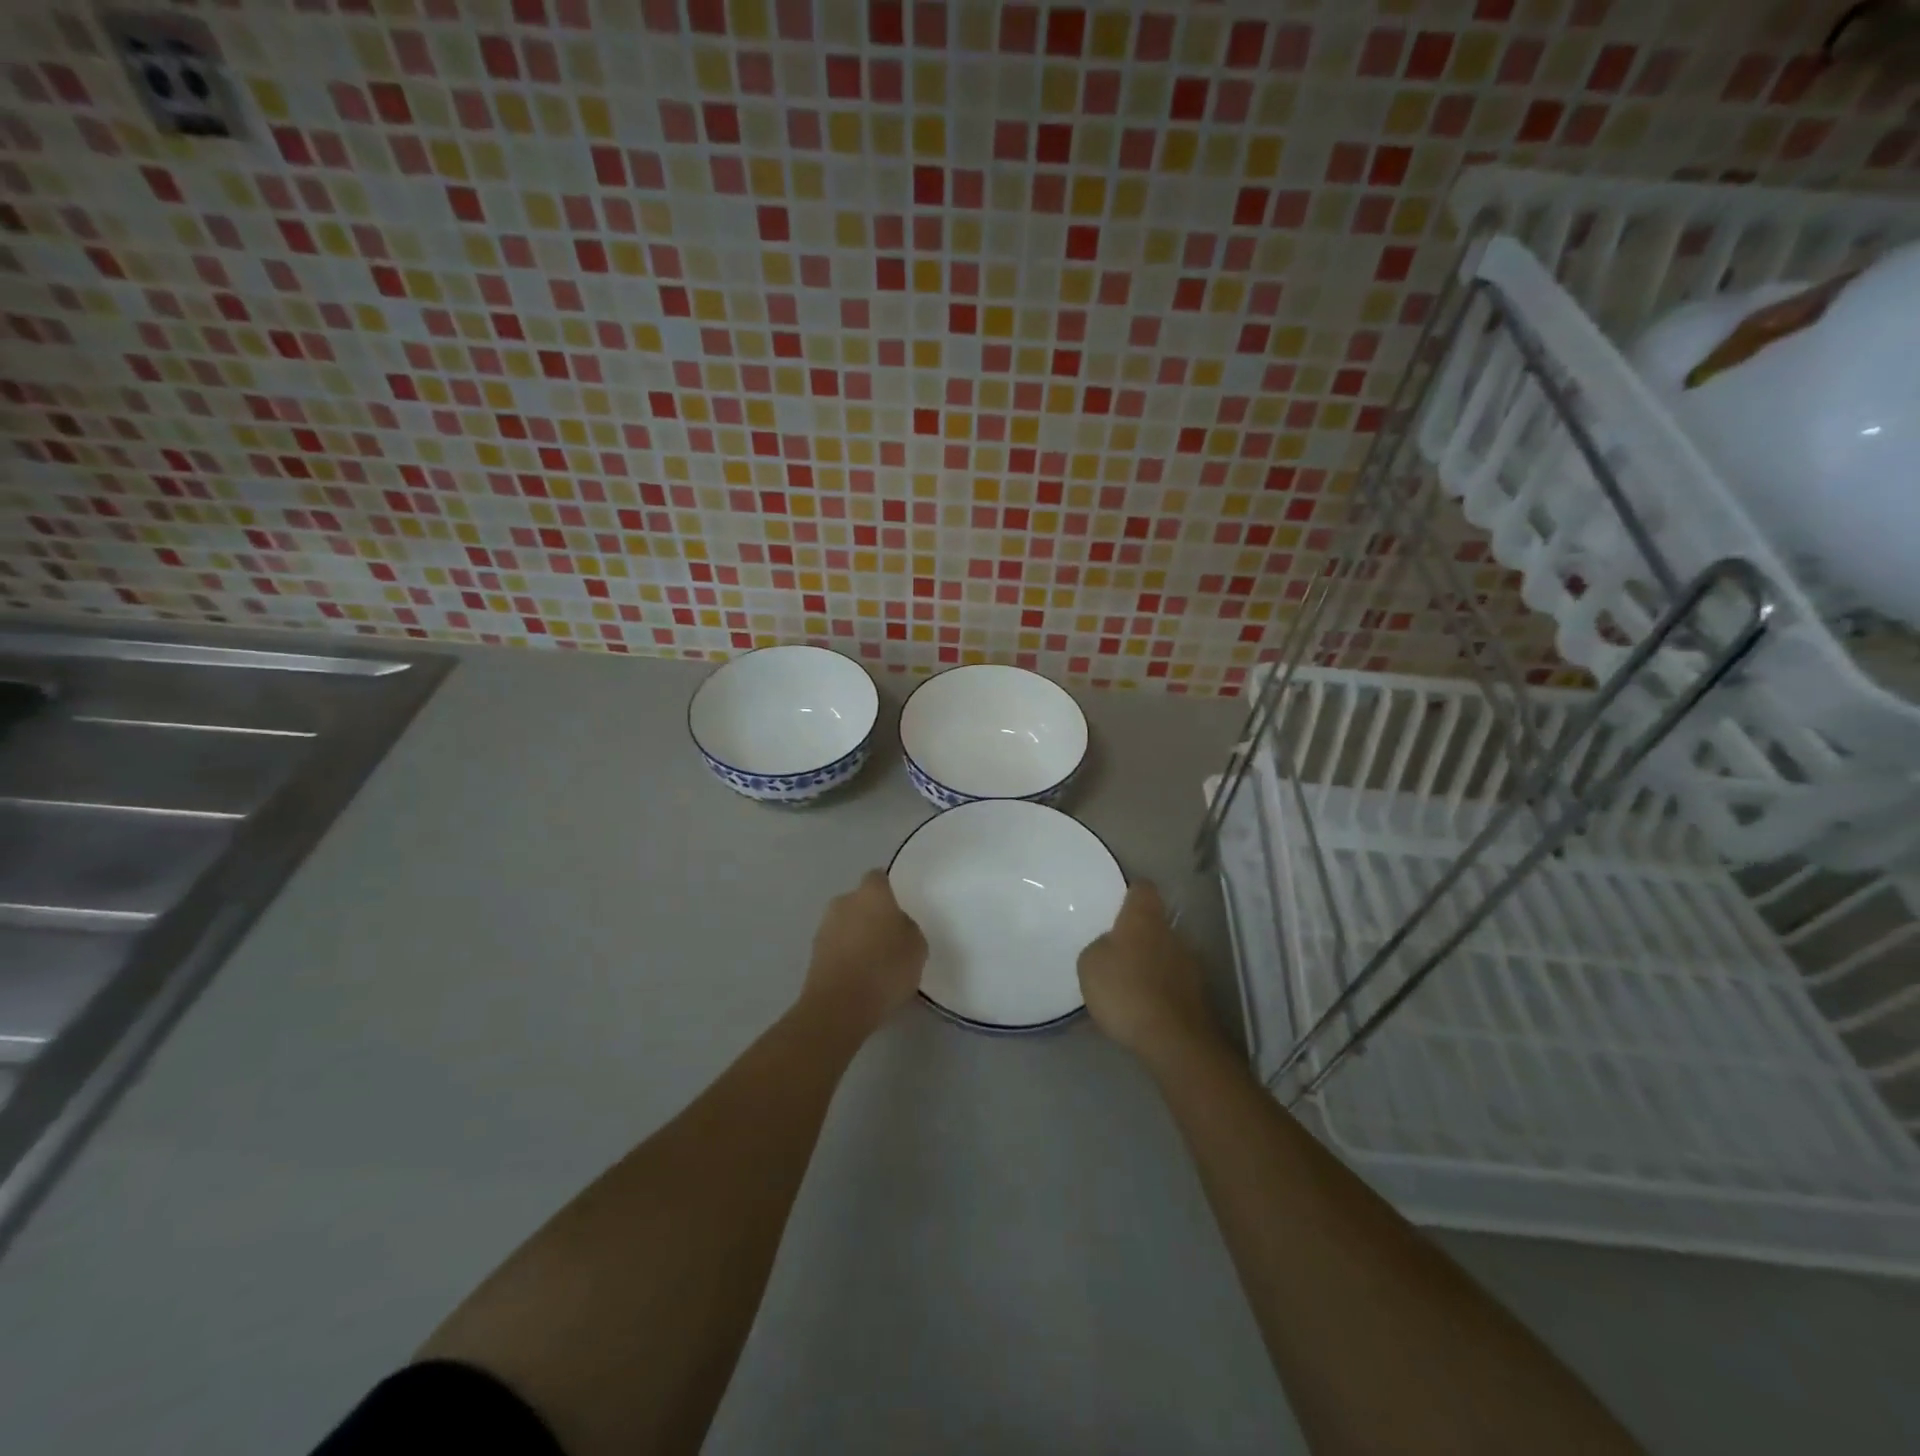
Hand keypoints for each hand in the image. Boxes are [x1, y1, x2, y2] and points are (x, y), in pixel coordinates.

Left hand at [802, 870, 927, 1035]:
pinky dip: (846, 956)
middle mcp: (844, 902)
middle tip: (890, 938)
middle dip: (871, 915)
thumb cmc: (886, 968)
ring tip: (874, 963)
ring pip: (846, 924)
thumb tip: (896, 926)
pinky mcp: (813, 954)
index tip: (900, 908)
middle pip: (860, 901)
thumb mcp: (917, 946)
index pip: (879, 878)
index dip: (889, 891)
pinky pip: (836, 947)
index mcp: (871, 893)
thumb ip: (907, 928)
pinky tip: (859, 978)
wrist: (839, 1006)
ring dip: (857, 936)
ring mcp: (824, 927)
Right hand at [1078, 881, 1220, 1066]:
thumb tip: (1111, 947)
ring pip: (1163, 955)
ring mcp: (1190, 965)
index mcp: (1144, 918)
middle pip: (1154, 924)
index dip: (1130, 893)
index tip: (1117, 903)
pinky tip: (1139, 1012)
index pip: (1142, 888)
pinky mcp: (1197, 995)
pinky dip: (1156, 993)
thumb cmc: (1125, 989)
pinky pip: (1169, 985)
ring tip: (1125, 989)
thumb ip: (1100, 947)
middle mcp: (1172, 933)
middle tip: (1114, 954)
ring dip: (1148, 966)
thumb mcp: (1090, 964)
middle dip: (1137, 936)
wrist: (1173, 1040)